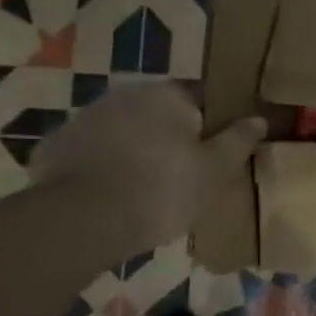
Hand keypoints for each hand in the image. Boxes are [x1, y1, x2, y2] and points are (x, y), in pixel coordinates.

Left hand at [31, 84, 264, 256]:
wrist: (81, 221)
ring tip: (148, 188)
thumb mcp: (215, 171)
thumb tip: (258, 118)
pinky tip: (112, 195)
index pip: (203, 97)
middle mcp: (126, 94)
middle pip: (162, 113)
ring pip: (126, 130)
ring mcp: (86, 117)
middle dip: (174, 136)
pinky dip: (105, 165)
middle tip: (187, 173)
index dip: (215, 122)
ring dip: (138, 149)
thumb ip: (238, 141)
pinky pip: (94, 151)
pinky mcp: (57, 145)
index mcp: (168, 94)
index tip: (220, 149)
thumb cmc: (162, 190)